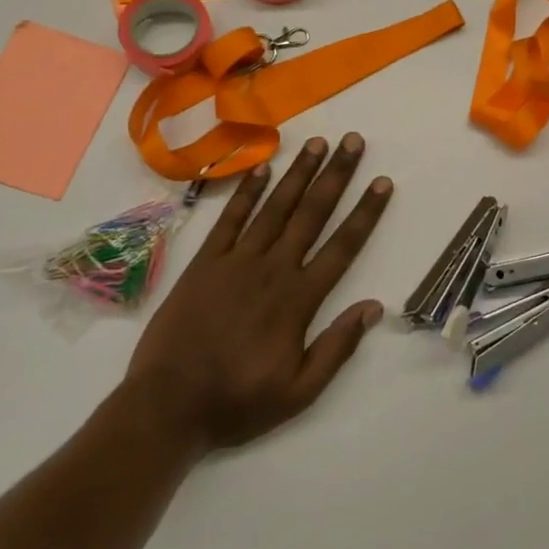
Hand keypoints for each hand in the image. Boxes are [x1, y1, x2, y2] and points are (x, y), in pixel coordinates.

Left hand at [126, 133, 390, 451]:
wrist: (166, 408)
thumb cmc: (237, 402)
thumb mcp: (298, 392)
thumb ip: (337, 348)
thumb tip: (374, 307)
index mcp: (298, 300)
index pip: (342, 246)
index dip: (365, 212)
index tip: (382, 182)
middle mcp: (273, 269)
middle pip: (312, 213)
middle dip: (336, 175)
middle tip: (353, 141)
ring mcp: (236, 262)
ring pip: (275, 207)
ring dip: (298, 173)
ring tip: (317, 142)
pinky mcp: (205, 263)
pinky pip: (230, 219)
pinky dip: (247, 192)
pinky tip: (262, 168)